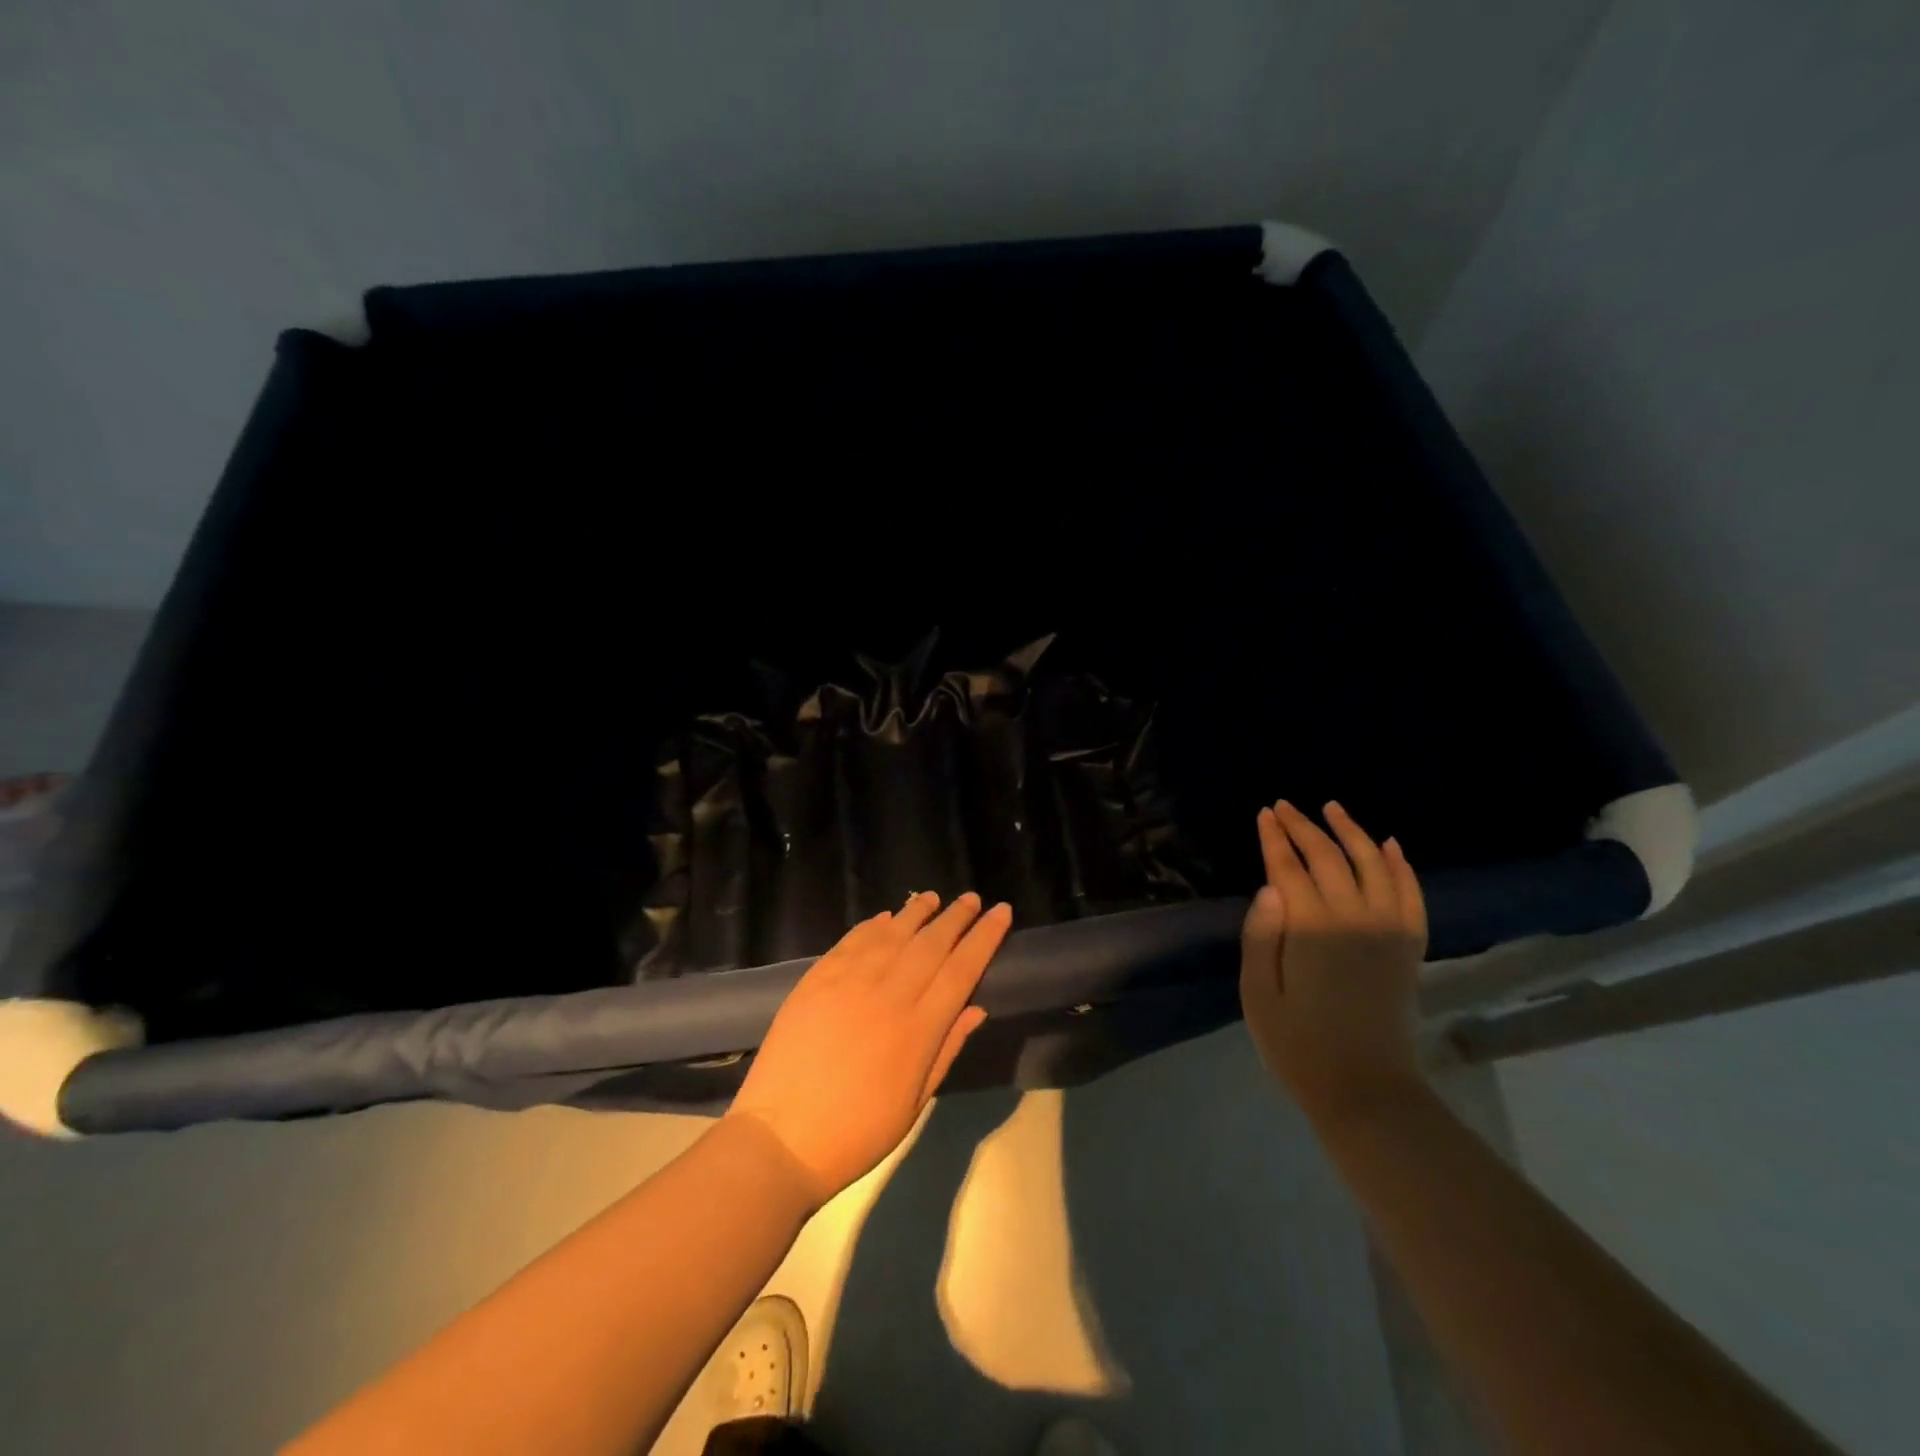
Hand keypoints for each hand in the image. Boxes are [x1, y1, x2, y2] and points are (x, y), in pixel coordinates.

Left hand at [727, 892, 1011, 1206]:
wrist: (781, 1138)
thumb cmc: (857, 1131)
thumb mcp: (915, 1102)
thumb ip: (946, 1049)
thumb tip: (977, 1007)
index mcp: (918, 1029)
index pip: (962, 969)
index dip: (985, 937)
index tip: (1001, 912)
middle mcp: (889, 994)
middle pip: (931, 943)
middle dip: (956, 917)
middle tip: (972, 898)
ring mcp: (850, 981)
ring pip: (893, 933)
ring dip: (916, 912)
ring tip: (932, 897)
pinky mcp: (817, 979)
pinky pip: (852, 940)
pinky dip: (872, 924)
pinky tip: (886, 917)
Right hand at [1239, 800, 1427, 1125]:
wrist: (1366, 1090)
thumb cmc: (1298, 1044)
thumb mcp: (1258, 994)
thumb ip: (1262, 936)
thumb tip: (1269, 886)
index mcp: (1311, 929)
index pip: (1288, 868)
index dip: (1275, 838)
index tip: (1264, 813)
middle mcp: (1354, 918)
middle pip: (1327, 858)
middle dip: (1303, 827)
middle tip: (1284, 806)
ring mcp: (1388, 930)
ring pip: (1372, 864)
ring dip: (1352, 832)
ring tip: (1333, 808)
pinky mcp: (1410, 947)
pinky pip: (1411, 894)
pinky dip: (1401, 866)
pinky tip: (1391, 845)